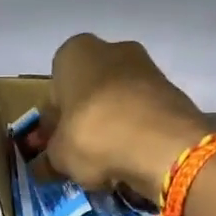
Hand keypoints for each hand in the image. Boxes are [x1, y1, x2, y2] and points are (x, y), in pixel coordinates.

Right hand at [46, 33, 209, 199]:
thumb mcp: (59, 155)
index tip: (55, 146)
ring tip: (108, 162)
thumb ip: (48, 159)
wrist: (163, 144)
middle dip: (84, 120)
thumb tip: (43, 167)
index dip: (53, 122)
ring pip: (118, 102)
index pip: (54, 89)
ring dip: (111, 127)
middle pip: (89, 91)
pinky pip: (143, 114)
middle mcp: (110, 49)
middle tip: (81, 154)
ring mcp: (146, 67)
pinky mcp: (172, 91)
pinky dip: (136, 133)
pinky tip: (132, 158)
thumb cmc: (94, 135)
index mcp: (73, 53)